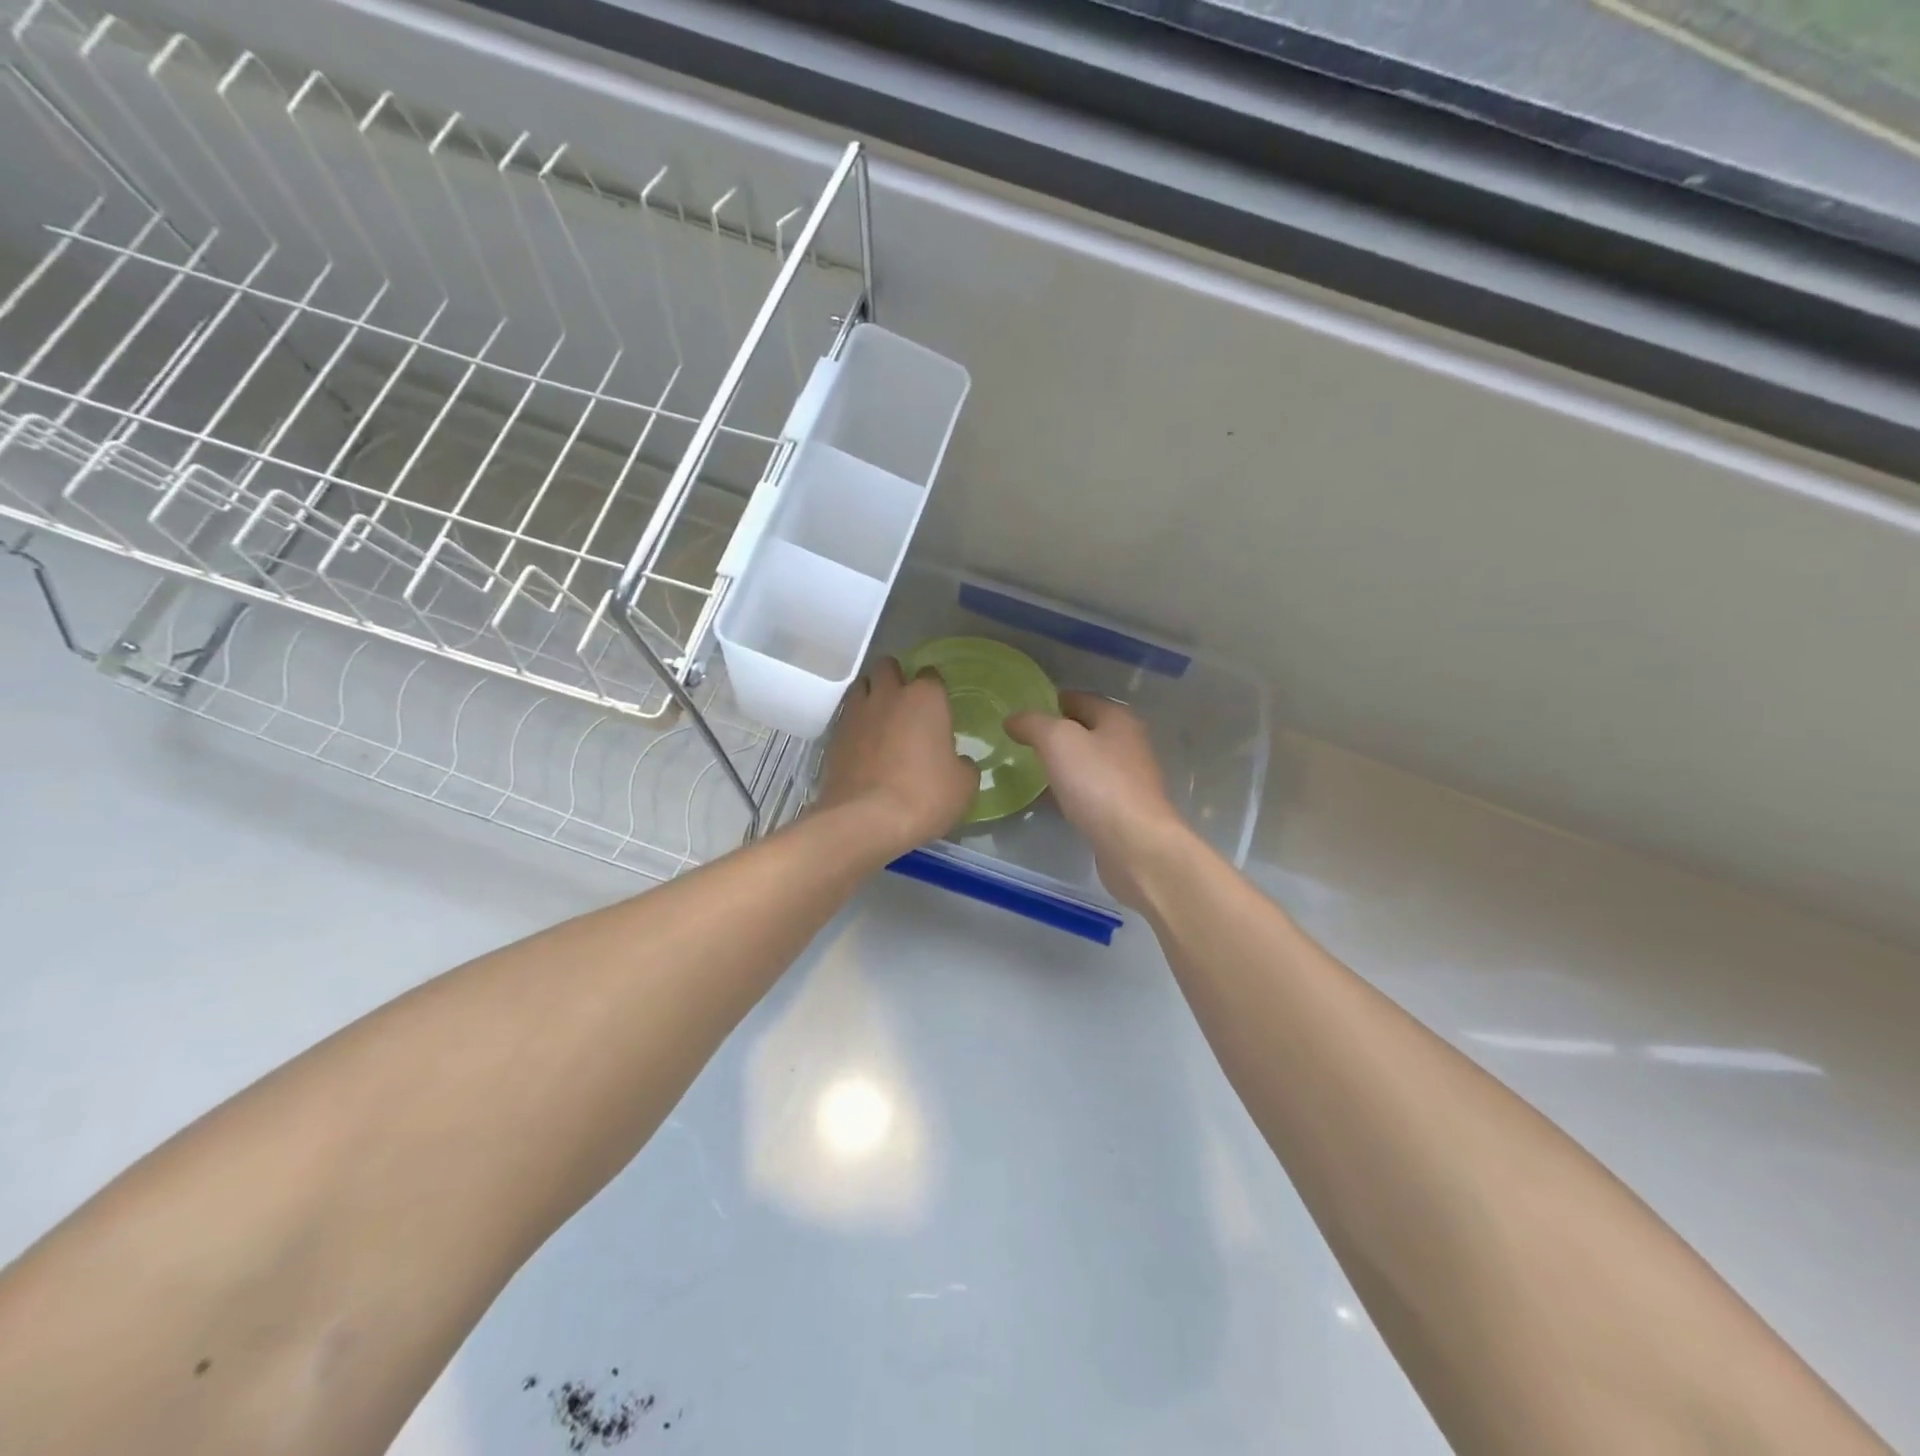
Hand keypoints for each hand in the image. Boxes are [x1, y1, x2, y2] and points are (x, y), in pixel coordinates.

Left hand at [813, 658, 979, 855]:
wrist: (865, 820)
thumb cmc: (924, 796)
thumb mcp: (963, 785)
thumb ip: (963, 764)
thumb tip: (957, 762)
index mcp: (925, 698)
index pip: (931, 675)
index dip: (935, 690)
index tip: (938, 708)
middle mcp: (888, 695)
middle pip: (888, 667)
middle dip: (896, 678)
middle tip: (906, 705)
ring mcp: (856, 713)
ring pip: (861, 686)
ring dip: (871, 695)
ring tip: (881, 719)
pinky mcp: (833, 736)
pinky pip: (846, 717)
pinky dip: (855, 724)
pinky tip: (863, 745)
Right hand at [1006, 693, 1190, 909]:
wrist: (1135, 845)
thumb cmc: (1098, 783)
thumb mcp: (1058, 741)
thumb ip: (1033, 724)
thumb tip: (1013, 719)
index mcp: (1117, 718)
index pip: (1078, 698)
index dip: (1048, 702)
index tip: (1019, 713)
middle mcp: (1128, 743)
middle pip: (1085, 730)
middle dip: (1053, 734)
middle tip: (1019, 742)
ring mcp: (1129, 778)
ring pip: (1087, 762)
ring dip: (1061, 764)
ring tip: (1028, 770)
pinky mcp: (1124, 809)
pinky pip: (1090, 791)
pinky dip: (1069, 791)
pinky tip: (1049, 801)